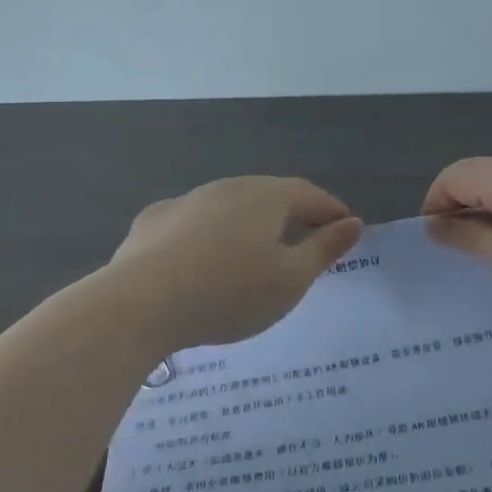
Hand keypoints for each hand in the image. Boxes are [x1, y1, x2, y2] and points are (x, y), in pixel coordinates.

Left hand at [109, 177, 364, 349]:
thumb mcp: (290, 280)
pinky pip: (194, 222)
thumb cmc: (229, 294)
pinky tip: (203, 257)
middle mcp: (228, 187)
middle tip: (306, 243)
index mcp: (267, 197)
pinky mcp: (153, 221)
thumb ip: (324, 249)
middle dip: (293, 215)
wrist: (138, 304)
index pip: (311, 195)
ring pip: (230, 206)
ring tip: (256, 253)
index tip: (346, 231)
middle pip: (271, 196)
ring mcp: (187, 200)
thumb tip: (352, 222)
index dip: (332, 212)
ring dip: (250, 224)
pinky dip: (210, 233)